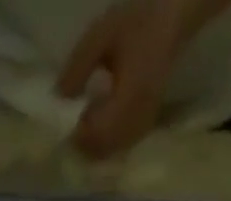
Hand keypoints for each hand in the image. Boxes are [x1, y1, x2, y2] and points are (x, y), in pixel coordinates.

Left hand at [56, 0, 207, 158]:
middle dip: (84, 145)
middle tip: (70, 131)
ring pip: (113, 151)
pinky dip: (106, 143)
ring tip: (83, 127)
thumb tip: (58, 98)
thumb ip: (78, 66)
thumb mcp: (101, 35)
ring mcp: (144, 124)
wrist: (172, 20)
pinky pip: (122, 145)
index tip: (64, 127)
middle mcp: (138, 117)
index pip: (98, 133)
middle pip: (104, 149)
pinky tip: (99, 126)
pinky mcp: (146, 125)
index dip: (78, 136)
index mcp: (128, 96)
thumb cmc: (137, 23)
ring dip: (94, 146)